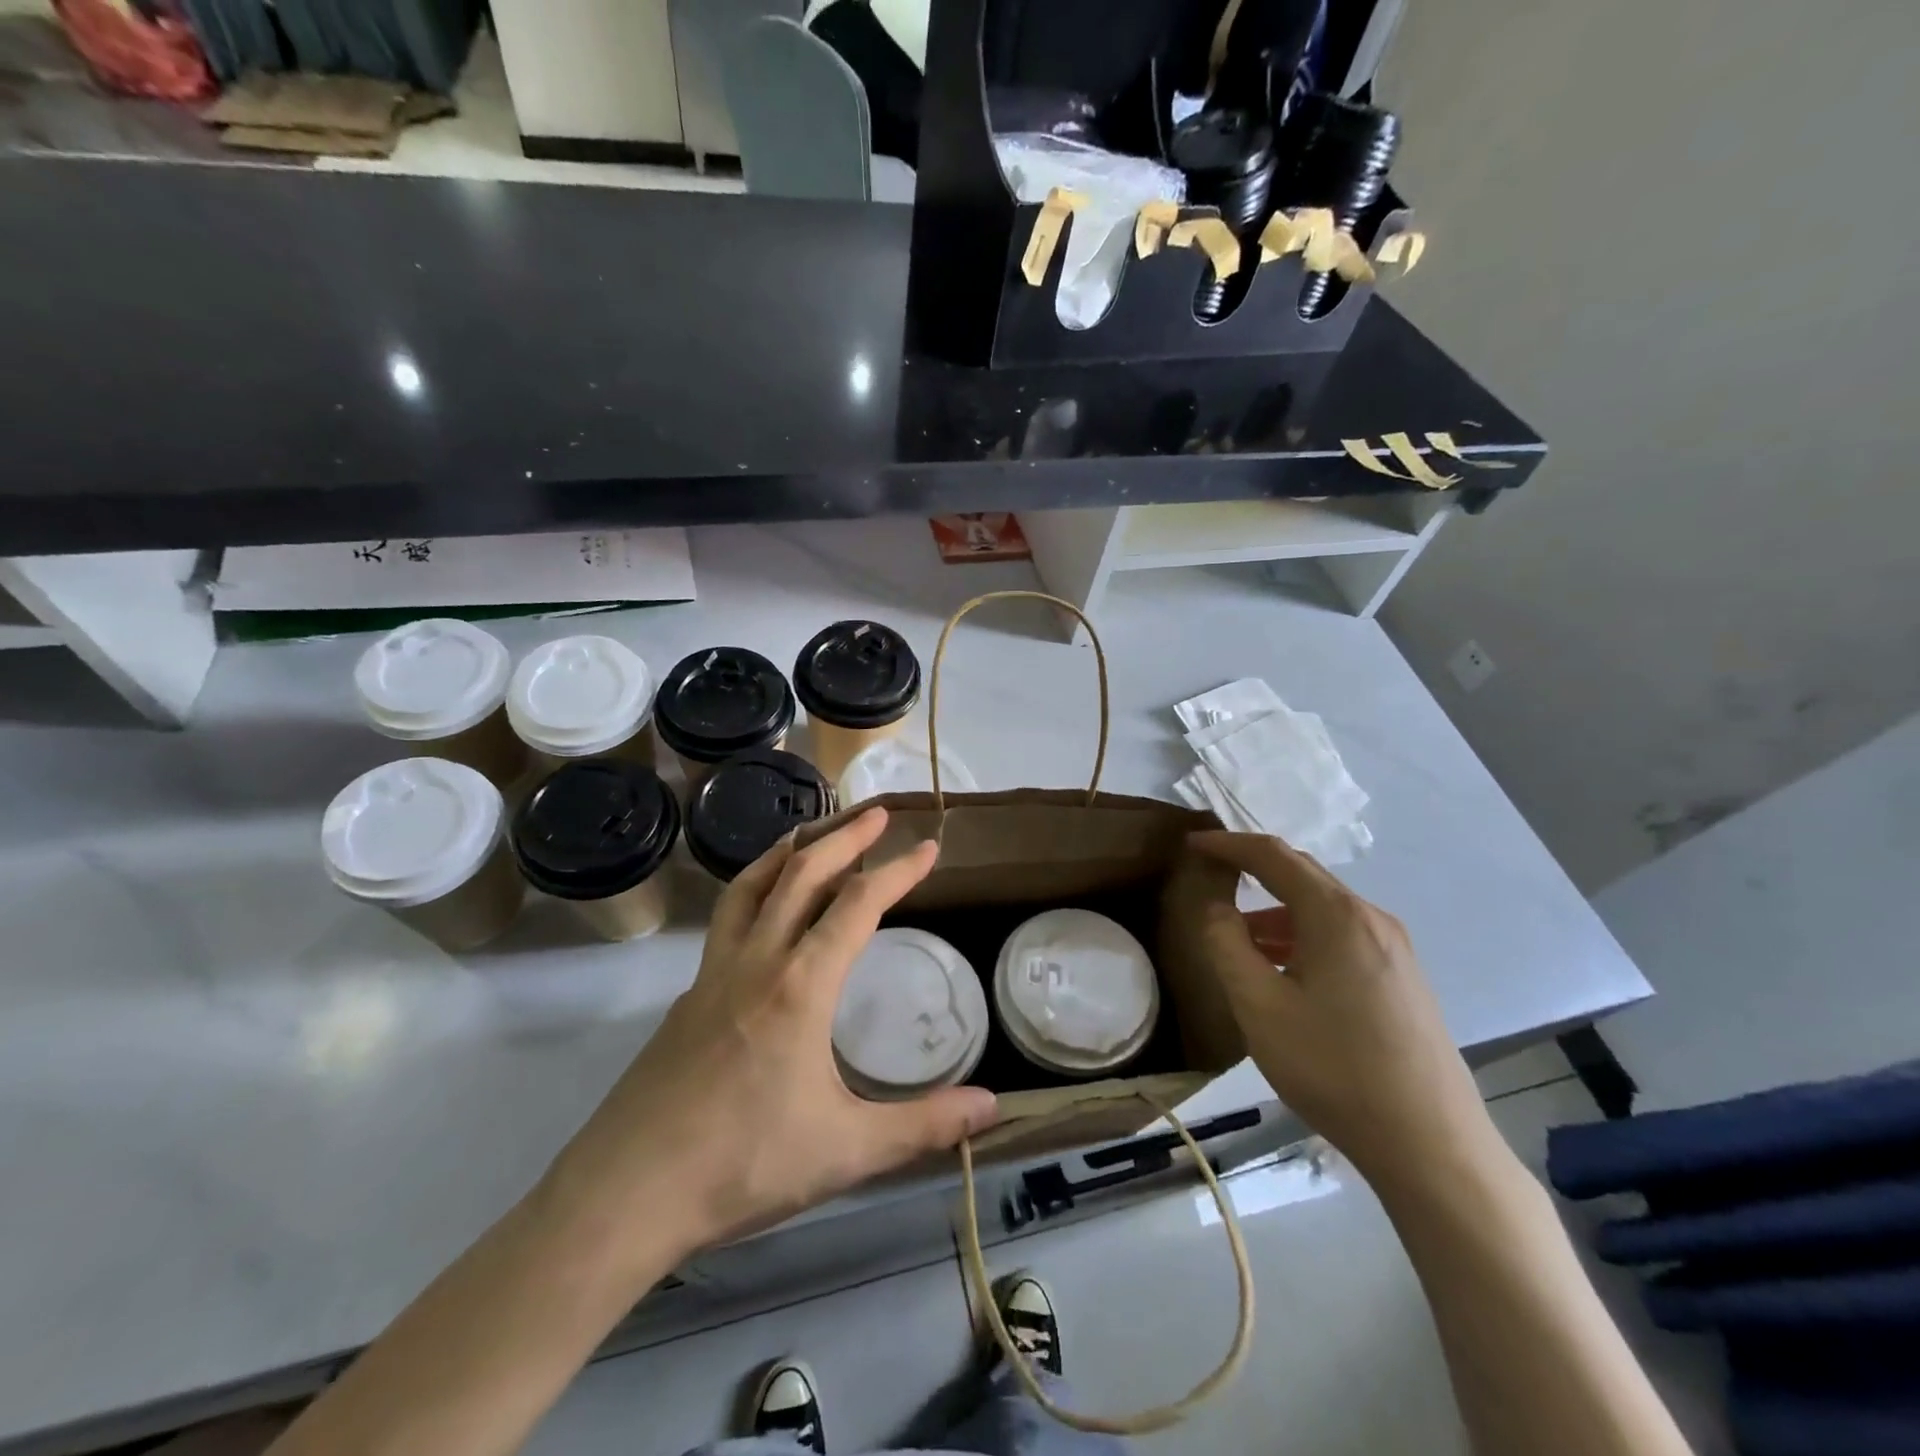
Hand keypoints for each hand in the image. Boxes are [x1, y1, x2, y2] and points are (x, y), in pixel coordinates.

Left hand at [544, 809, 998, 1274]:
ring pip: (753, 884)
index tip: (928, 847)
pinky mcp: (689, 993)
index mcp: (800, 984)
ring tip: (816, 831)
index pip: (858, 904)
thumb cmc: (743, 1165)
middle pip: (802, 873)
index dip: (898, 870)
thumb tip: (993, 1106)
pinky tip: (765, 908)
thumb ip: (923, 1125)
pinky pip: (728, 917)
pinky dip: (755, 887)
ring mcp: (714, 972)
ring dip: (790, 849)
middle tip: (877, 812)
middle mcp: (757, 960)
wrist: (626, 1193)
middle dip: (845, 836)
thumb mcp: (846, 1151)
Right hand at [1188, 831, 1498, 1195]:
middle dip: (1253, 870)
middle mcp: (1371, 918)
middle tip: (1210, 877)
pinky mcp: (1403, 978)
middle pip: (1302, 875)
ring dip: (1276, 912)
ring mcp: (1394, 949)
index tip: (1192, 843)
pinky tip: (1284, 972)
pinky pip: (1342, 936)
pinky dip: (1302, 936)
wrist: (1431, 1145)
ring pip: (1322, 910)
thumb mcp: (1259, 1005)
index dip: (1229, 844)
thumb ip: (1226, 944)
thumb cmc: (1334, 1068)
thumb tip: (1216, 906)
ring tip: (1238, 939)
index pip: (1273, 856)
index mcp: (1336, 915)